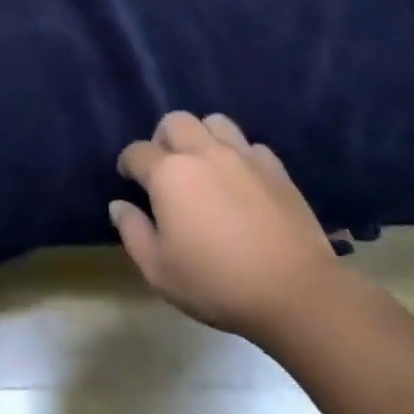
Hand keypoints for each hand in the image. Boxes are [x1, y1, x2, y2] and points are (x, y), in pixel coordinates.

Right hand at [110, 112, 340, 338]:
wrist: (295, 292)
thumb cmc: (217, 283)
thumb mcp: (159, 270)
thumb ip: (132, 232)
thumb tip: (119, 205)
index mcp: (169, 173)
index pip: (136, 152)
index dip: (127, 164)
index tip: (129, 180)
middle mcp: (202, 152)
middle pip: (174, 121)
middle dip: (163, 139)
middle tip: (166, 168)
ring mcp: (242, 155)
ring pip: (214, 122)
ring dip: (202, 136)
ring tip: (203, 164)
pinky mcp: (275, 167)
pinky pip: (249, 145)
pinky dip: (239, 155)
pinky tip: (241, 180)